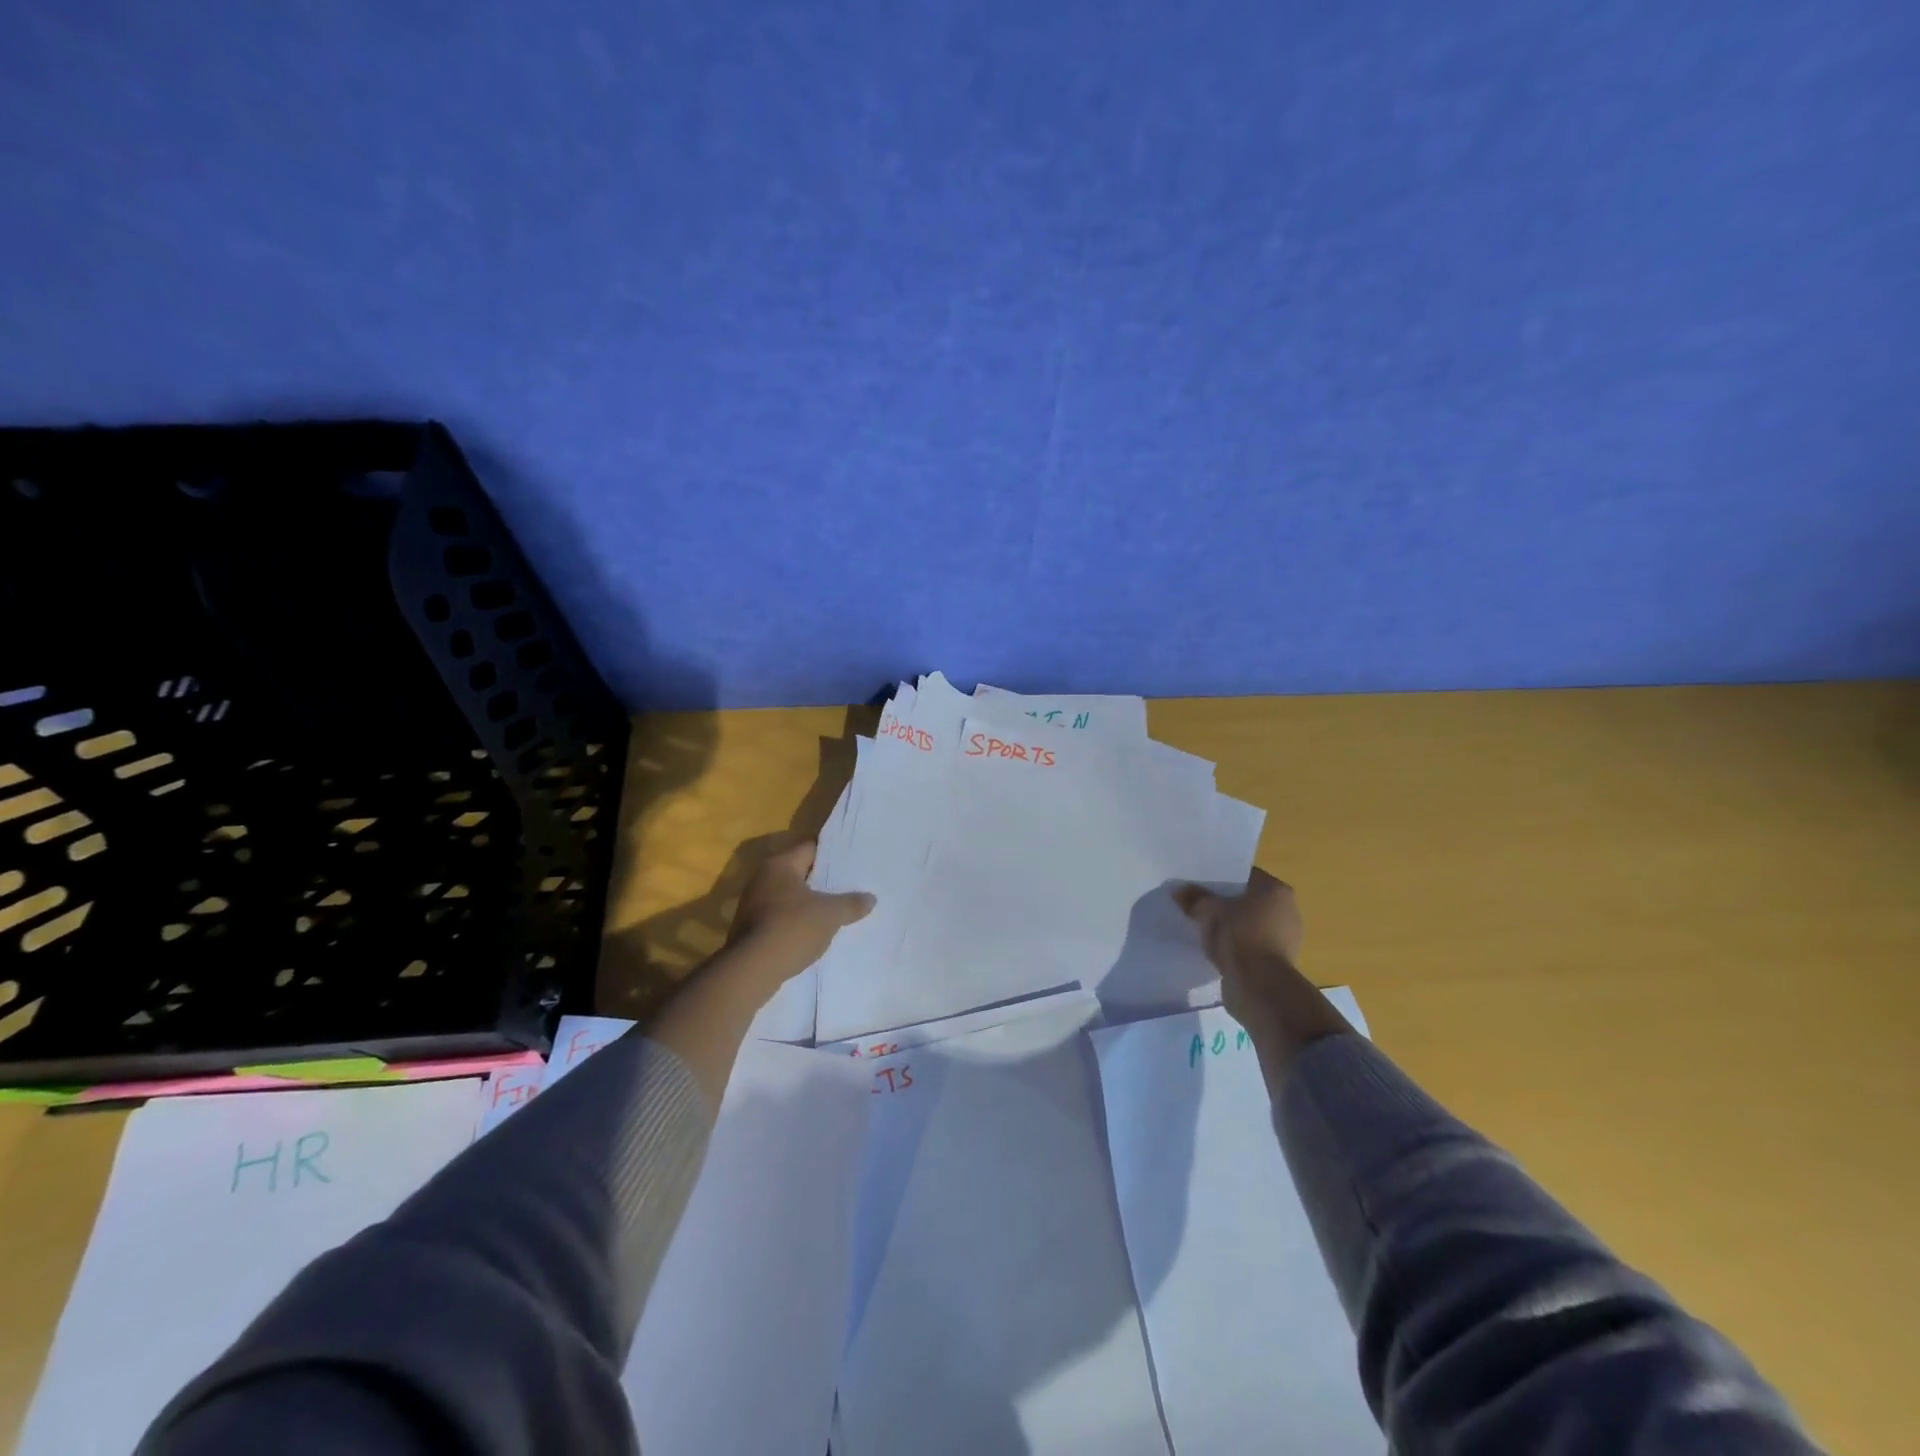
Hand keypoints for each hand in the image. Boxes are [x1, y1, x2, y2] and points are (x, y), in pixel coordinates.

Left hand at [725, 840, 875, 981]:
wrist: (752, 970)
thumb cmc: (792, 928)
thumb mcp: (830, 914)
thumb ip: (852, 903)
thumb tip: (870, 898)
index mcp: (780, 865)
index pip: (810, 848)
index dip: (832, 854)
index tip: (851, 862)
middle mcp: (762, 878)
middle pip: (799, 873)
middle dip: (822, 881)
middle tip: (849, 886)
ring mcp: (753, 905)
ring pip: (790, 897)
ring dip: (809, 904)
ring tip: (836, 911)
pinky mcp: (750, 929)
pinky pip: (781, 918)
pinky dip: (797, 922)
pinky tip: (815, 933)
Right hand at [1175, 872, 1348, 1082]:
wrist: (1260, 987)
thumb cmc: (1240, 937)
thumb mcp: (1209, 911)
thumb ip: (1195, 899)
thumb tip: (1180, 890)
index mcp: (1276, 890)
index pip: (1245, 876)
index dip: (1220, 878)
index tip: (1199, 883)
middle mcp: (1287, 911)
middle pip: (1248, 900)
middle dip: (1224, 903)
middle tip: (1197, 904)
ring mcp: (1285, 939)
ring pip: (1249, 924)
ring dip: (1230, 927)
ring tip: (1202, 928)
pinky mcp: (1278, 962)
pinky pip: (1250, 946)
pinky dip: (1236, 947)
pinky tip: (1215, 950)